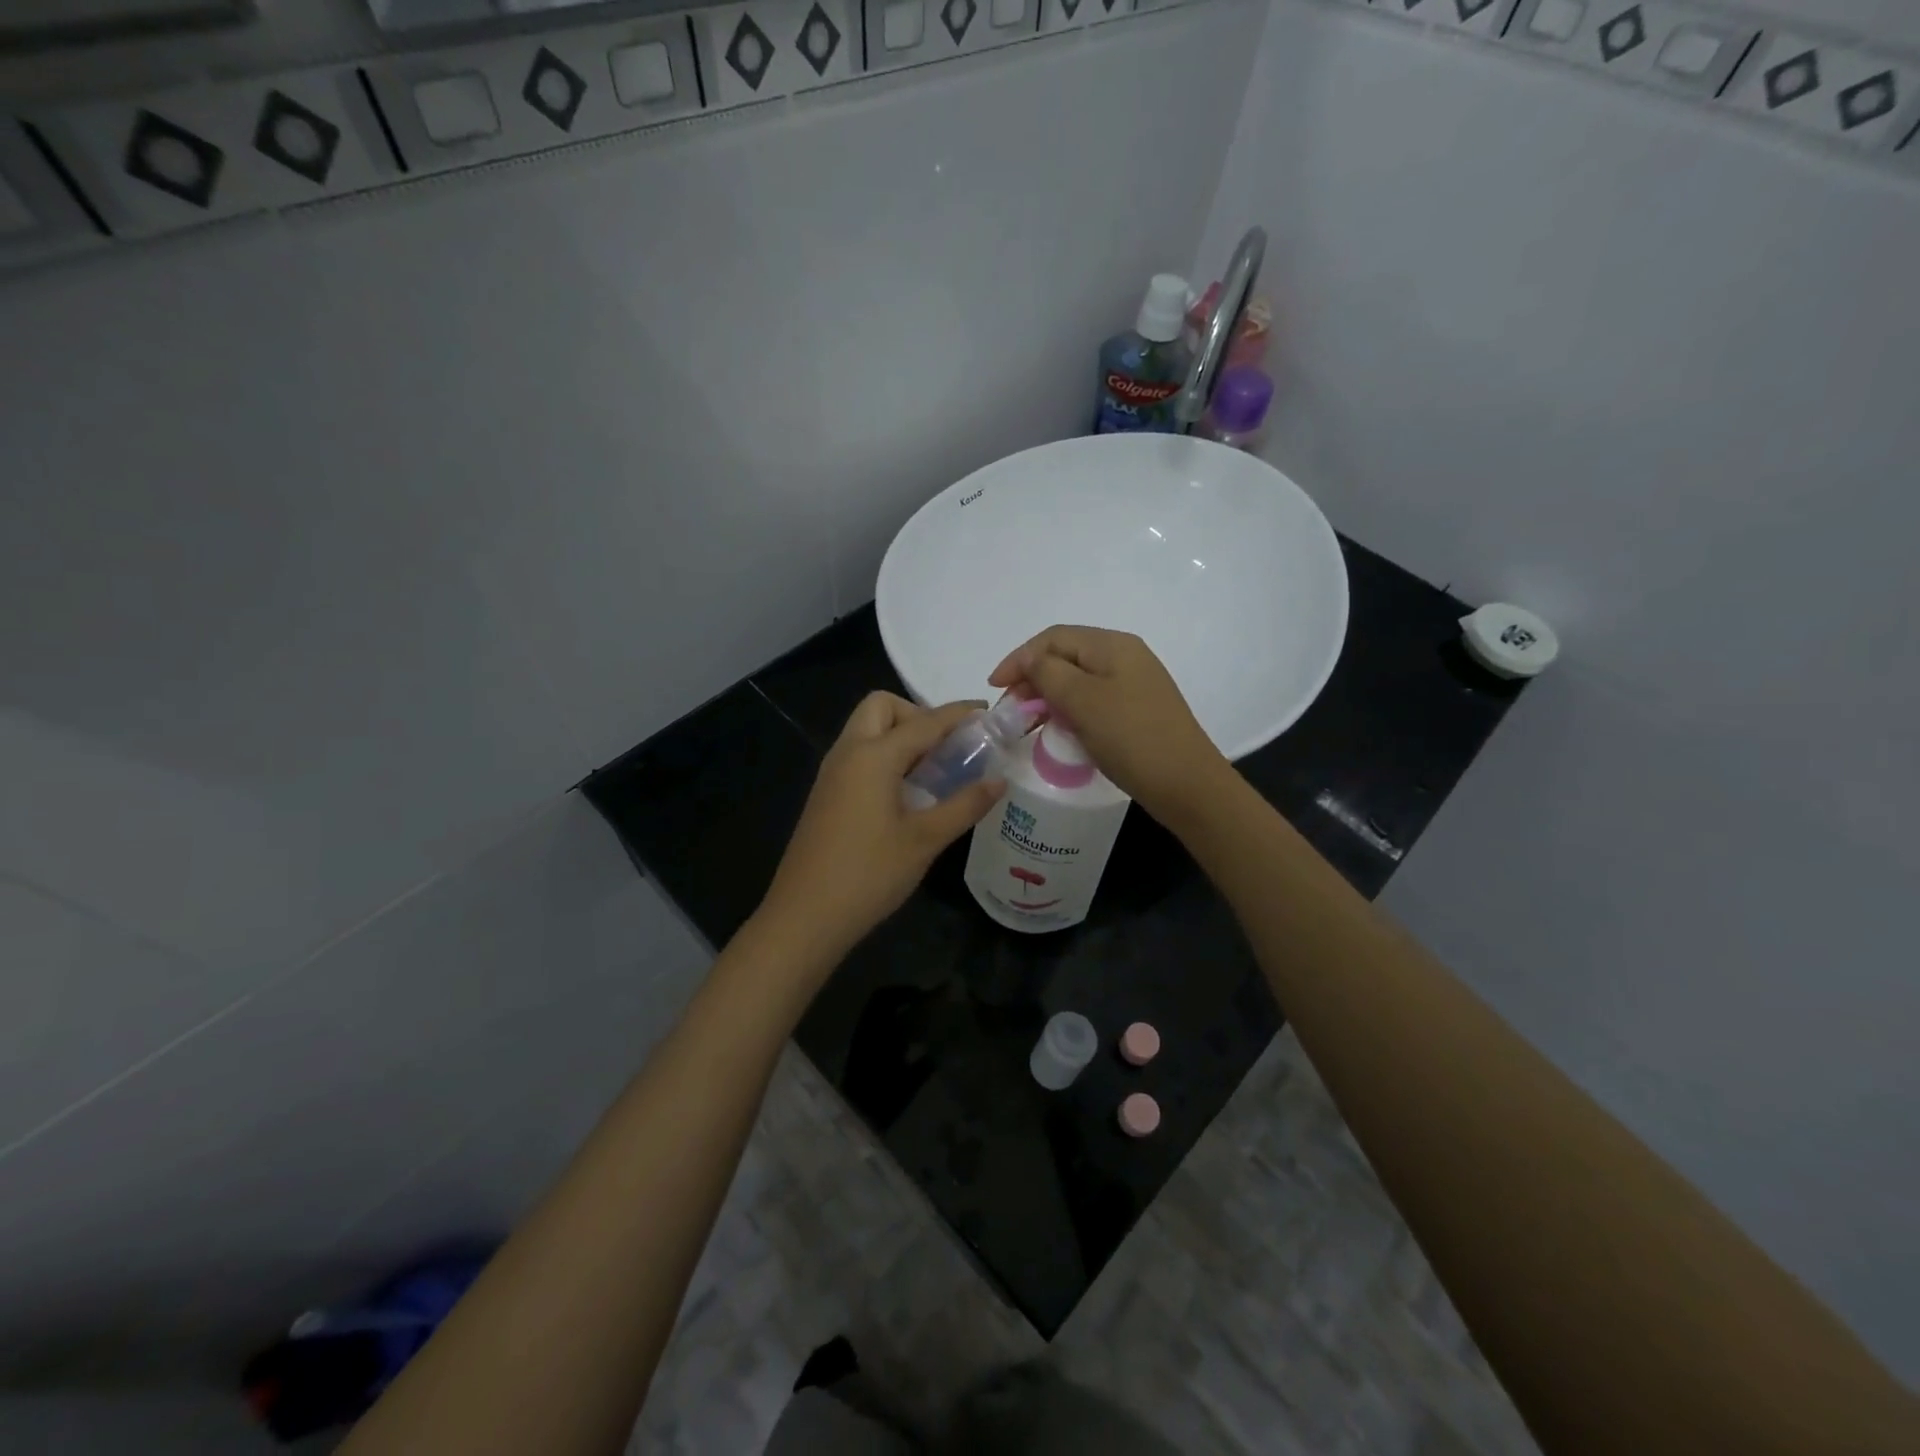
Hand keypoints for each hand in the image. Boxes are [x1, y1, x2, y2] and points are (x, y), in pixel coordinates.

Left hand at [757, 693, 1003, 963]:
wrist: (805, 916)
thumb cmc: (869, 874)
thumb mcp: (924, 840)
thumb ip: (964, 805)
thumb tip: (999, 781)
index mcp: (873, 756)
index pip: (924, 721)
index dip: (958, 714)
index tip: (988, 713)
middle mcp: (848, 753)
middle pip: (882, 708)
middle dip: (918, 714)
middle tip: (948, 748)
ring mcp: (832, 773)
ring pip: (867, 730)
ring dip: (900, 735)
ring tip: (935, 770)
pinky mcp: (826, 794)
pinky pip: (859, 755)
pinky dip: (885, 756)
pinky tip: (907, 793)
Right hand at [988, 625, 1229, 826]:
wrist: (1186, 785)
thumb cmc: (1131, 738)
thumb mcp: (1082, 701)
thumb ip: (1048, 673)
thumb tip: (1029, 659)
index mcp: (1112, 645)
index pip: (1053, 638)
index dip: (1019, 658)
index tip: (994, 688)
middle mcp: (1124, 657)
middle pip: (1065, 656)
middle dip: (1031, 678)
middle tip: (1010, 710)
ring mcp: (1133, 685)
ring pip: (1077, 681)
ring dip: (1047, 697)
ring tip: (1027, 723)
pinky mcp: (1135, 711)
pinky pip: (1092, 701)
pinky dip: (1068, 711)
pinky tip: (1057, 731)